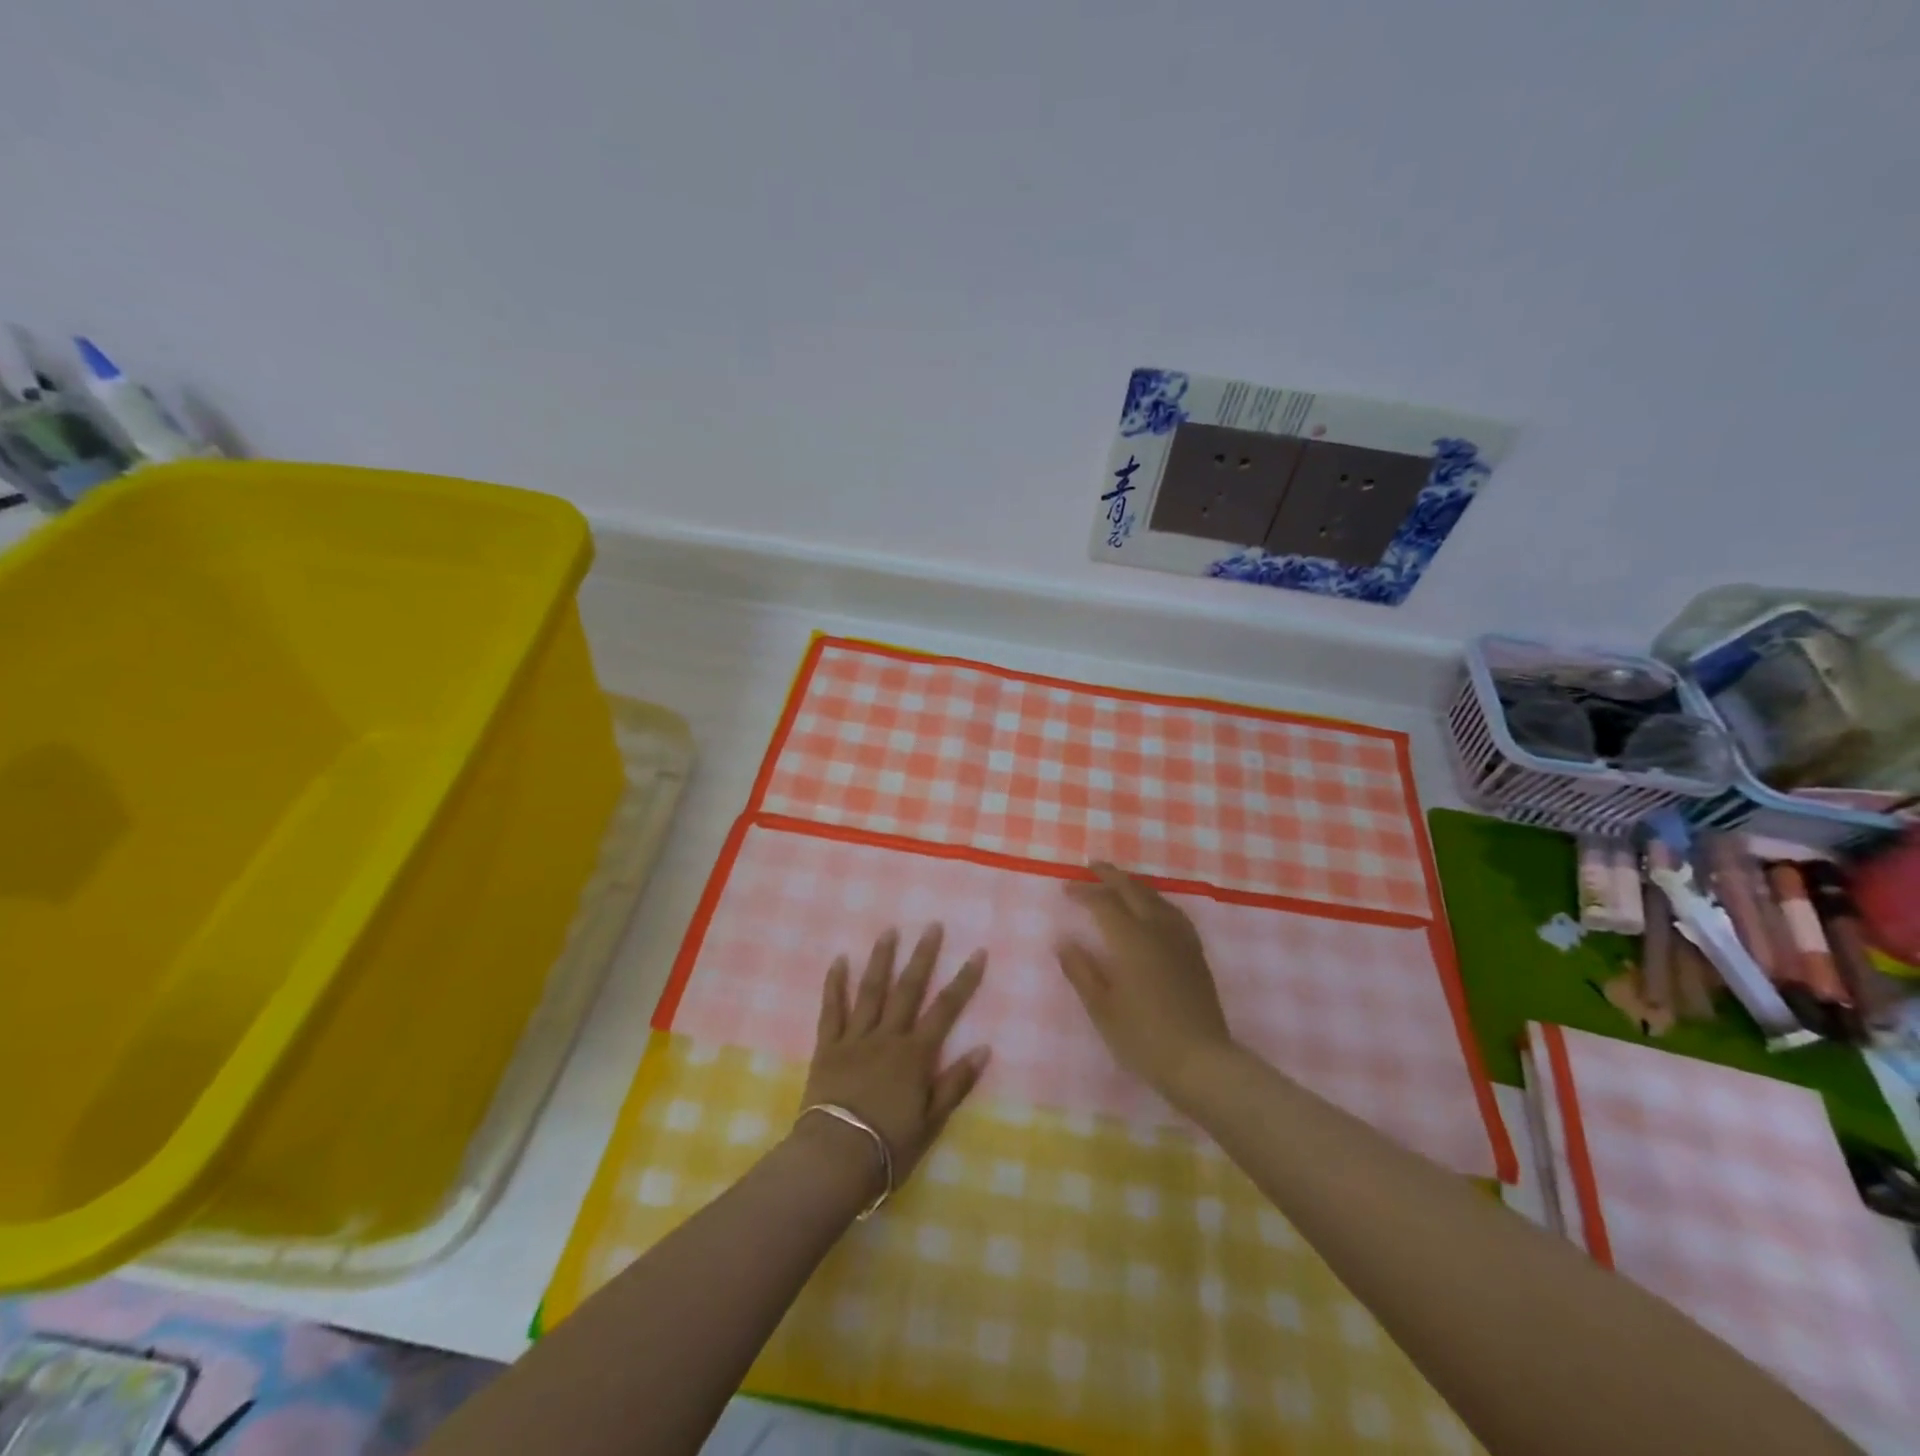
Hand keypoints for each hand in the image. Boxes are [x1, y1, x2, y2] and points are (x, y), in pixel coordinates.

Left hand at [798, 925, 990, 1193]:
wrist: (835, 1158)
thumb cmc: (888, 1146)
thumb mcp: (931, 1121)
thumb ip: (956, 1083)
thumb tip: (984, 1048)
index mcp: (915, 1054)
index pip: (946, 1009)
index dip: (964, 980)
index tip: (977, 952)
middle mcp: (887, 1037)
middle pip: (908, 989)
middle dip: (923, 956)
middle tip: (932, 926)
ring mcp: (855, 1038)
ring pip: (871, 990)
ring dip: (881, 959)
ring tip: (889, 930)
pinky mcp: (828, 1047)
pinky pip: (831, 1010)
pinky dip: (834, 984)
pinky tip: (839, 960)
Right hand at [1057, 862, 1235, 1097]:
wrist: (1201, 1062)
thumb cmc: (1144, 1038)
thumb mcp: (1102, 1009)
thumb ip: (1081, 971)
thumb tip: (1064, 940)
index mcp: (1130, 941)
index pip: (1103, 904)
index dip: (1083, 892)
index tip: (1065, 889)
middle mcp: (1157, 930)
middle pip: (1133, 890)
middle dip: (1111, 875)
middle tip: (1092, 865)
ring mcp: (1180, 940)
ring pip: (1156, 898)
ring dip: (1134, 885)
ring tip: (1119, 882)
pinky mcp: (1195, 953)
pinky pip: (1173, 912)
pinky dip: (1157, 900)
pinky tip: (1155, 909)